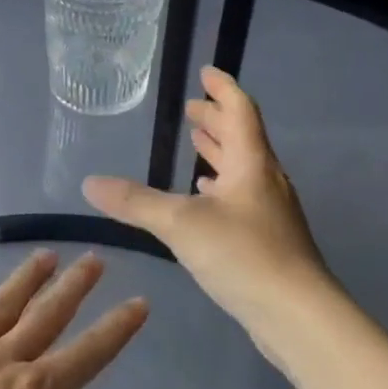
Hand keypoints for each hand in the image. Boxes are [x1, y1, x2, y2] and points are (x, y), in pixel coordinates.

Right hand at [83, 67, 329, 328]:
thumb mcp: (180, 223)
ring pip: (243, 169)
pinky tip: (206, 198)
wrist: (298, 316)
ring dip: (219, 153)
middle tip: (191, 109)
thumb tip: (89, 182)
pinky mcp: (269, 241)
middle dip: (216, 120)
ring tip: (197, 143)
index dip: (222, 88)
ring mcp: (270, 212)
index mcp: (251, 163)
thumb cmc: (243, 255)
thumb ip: (134, 202)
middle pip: (242, 138)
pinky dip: (221, 187)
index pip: (239, 111)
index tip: (205, 71)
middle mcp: (265, 181)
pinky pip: (242, 197)